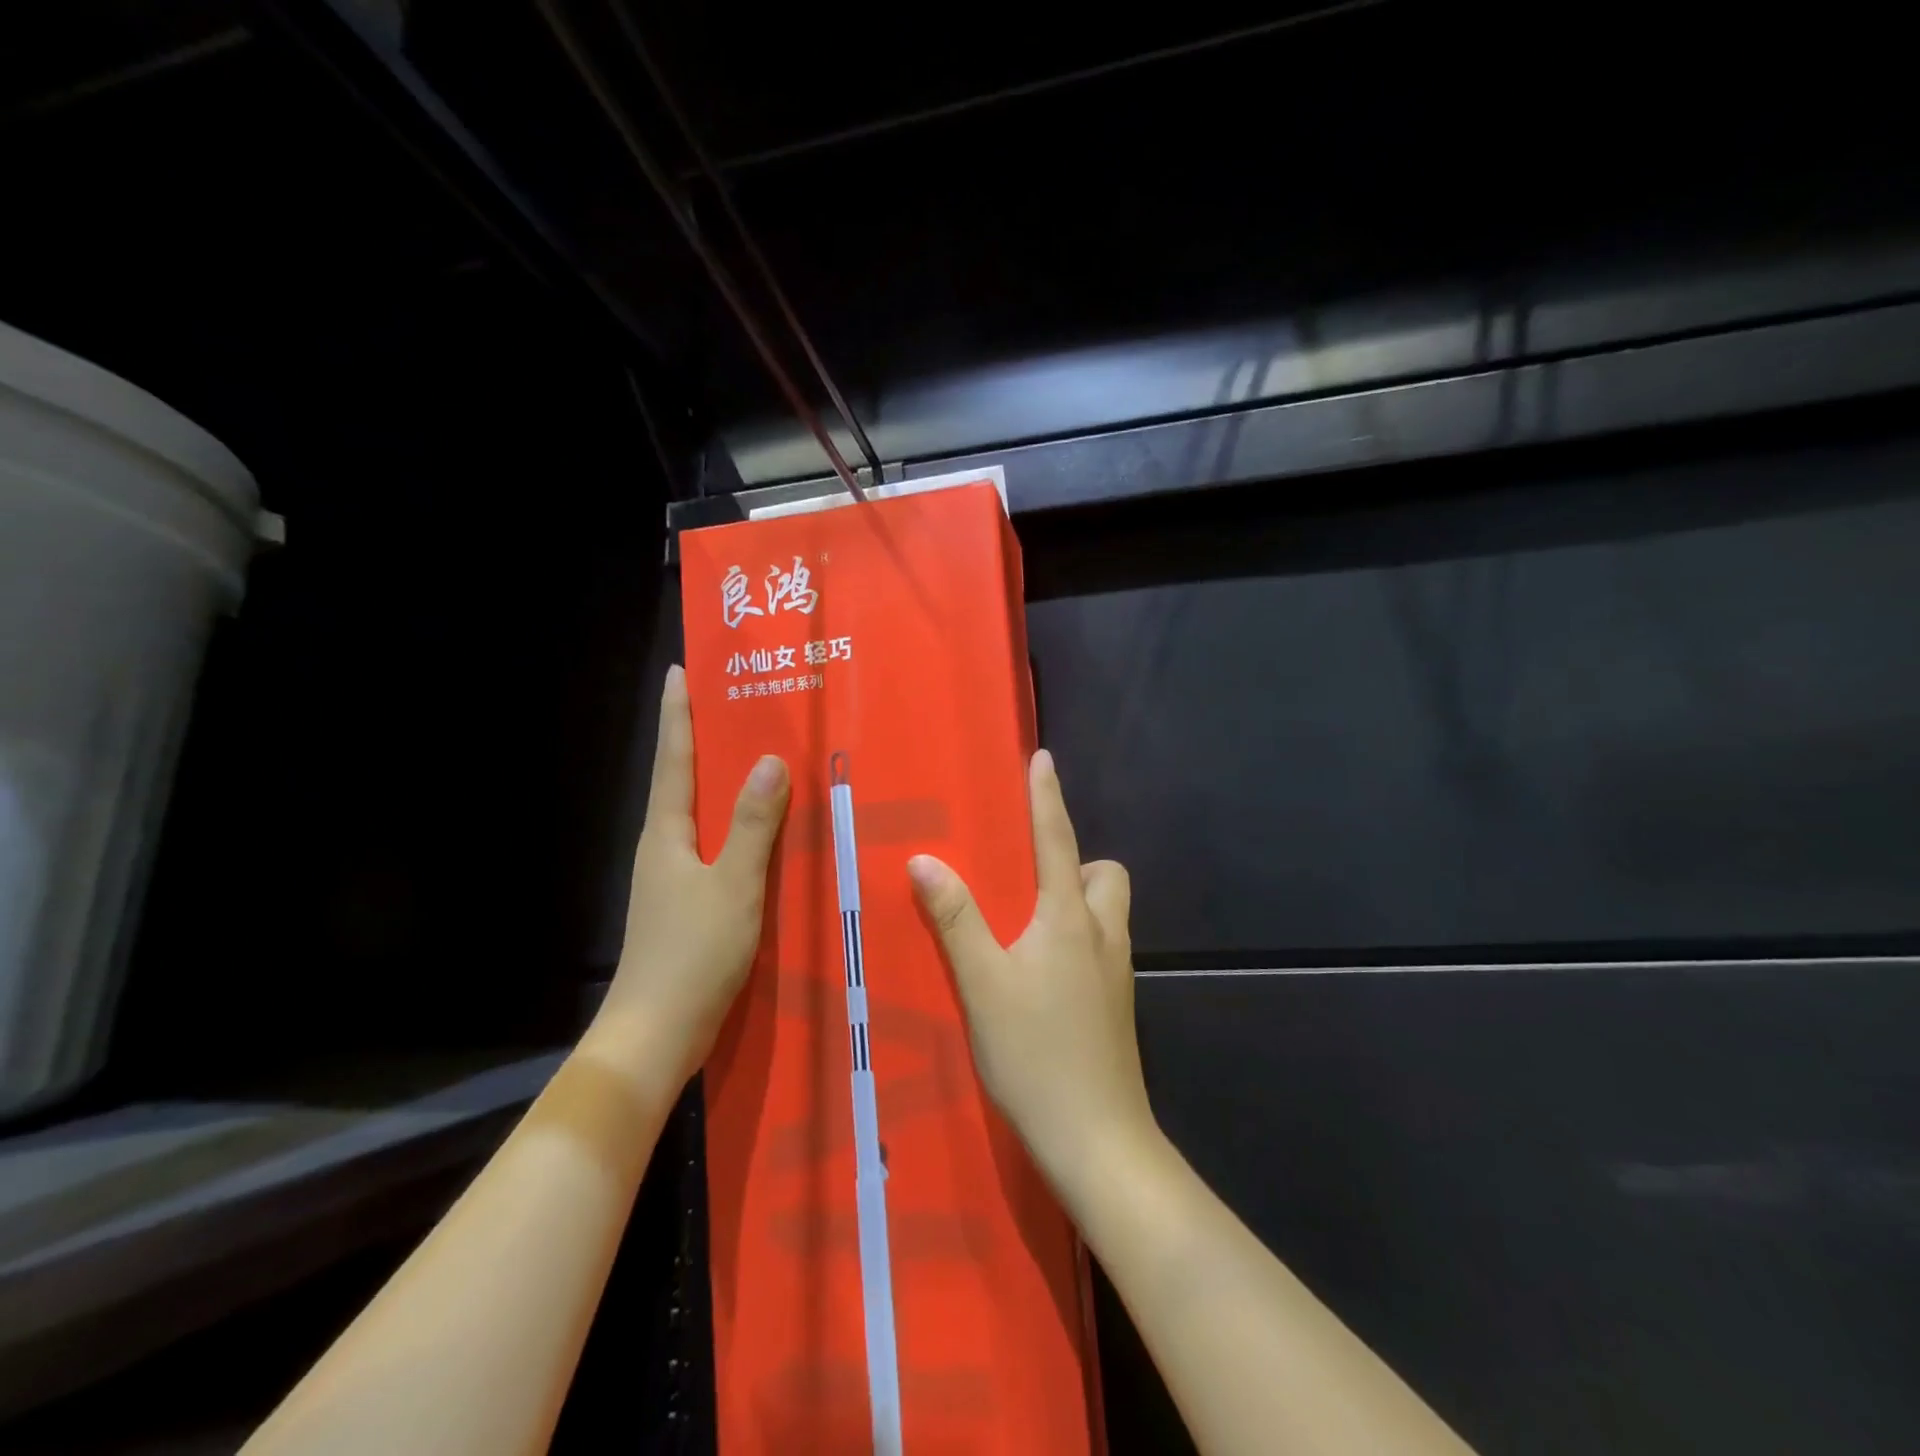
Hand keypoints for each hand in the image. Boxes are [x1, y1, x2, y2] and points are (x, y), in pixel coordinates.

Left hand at [596, 664, 788, 1089]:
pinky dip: (735, 825)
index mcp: (666, 833)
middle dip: (702, 739)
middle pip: (683, 780)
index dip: (677, 714)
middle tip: (736, 705)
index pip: (673, 759)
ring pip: (700, 815)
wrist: (658, 1033)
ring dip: (722, 783)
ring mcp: (673, 878)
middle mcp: (664, 847)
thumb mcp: (733, 884)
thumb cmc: (693, 952)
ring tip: (758, 757)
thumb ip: (753, 824)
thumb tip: (770, 760)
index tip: (680, 671)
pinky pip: (714, 846)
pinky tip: (763, 831)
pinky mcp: (688, 904)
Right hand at [907, 749, 1153, 1199]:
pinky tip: (1040, 971)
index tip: (1042, 759)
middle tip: (1027, 879)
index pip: (1057, 840)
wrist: (1097, 1139)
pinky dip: (1075, 937)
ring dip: (1077, 900)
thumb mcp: (983, 983)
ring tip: (1025, 923)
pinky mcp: (1116, 1003)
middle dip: (1075, 861)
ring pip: (1107, 911)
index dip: (1046, 797)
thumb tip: (925, 860)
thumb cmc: (1036, 1053)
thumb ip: (955, 919)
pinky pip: (1100, 944)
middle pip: (1104, 874)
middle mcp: (1102, 933)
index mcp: (1070, 917)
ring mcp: (1116, 971)